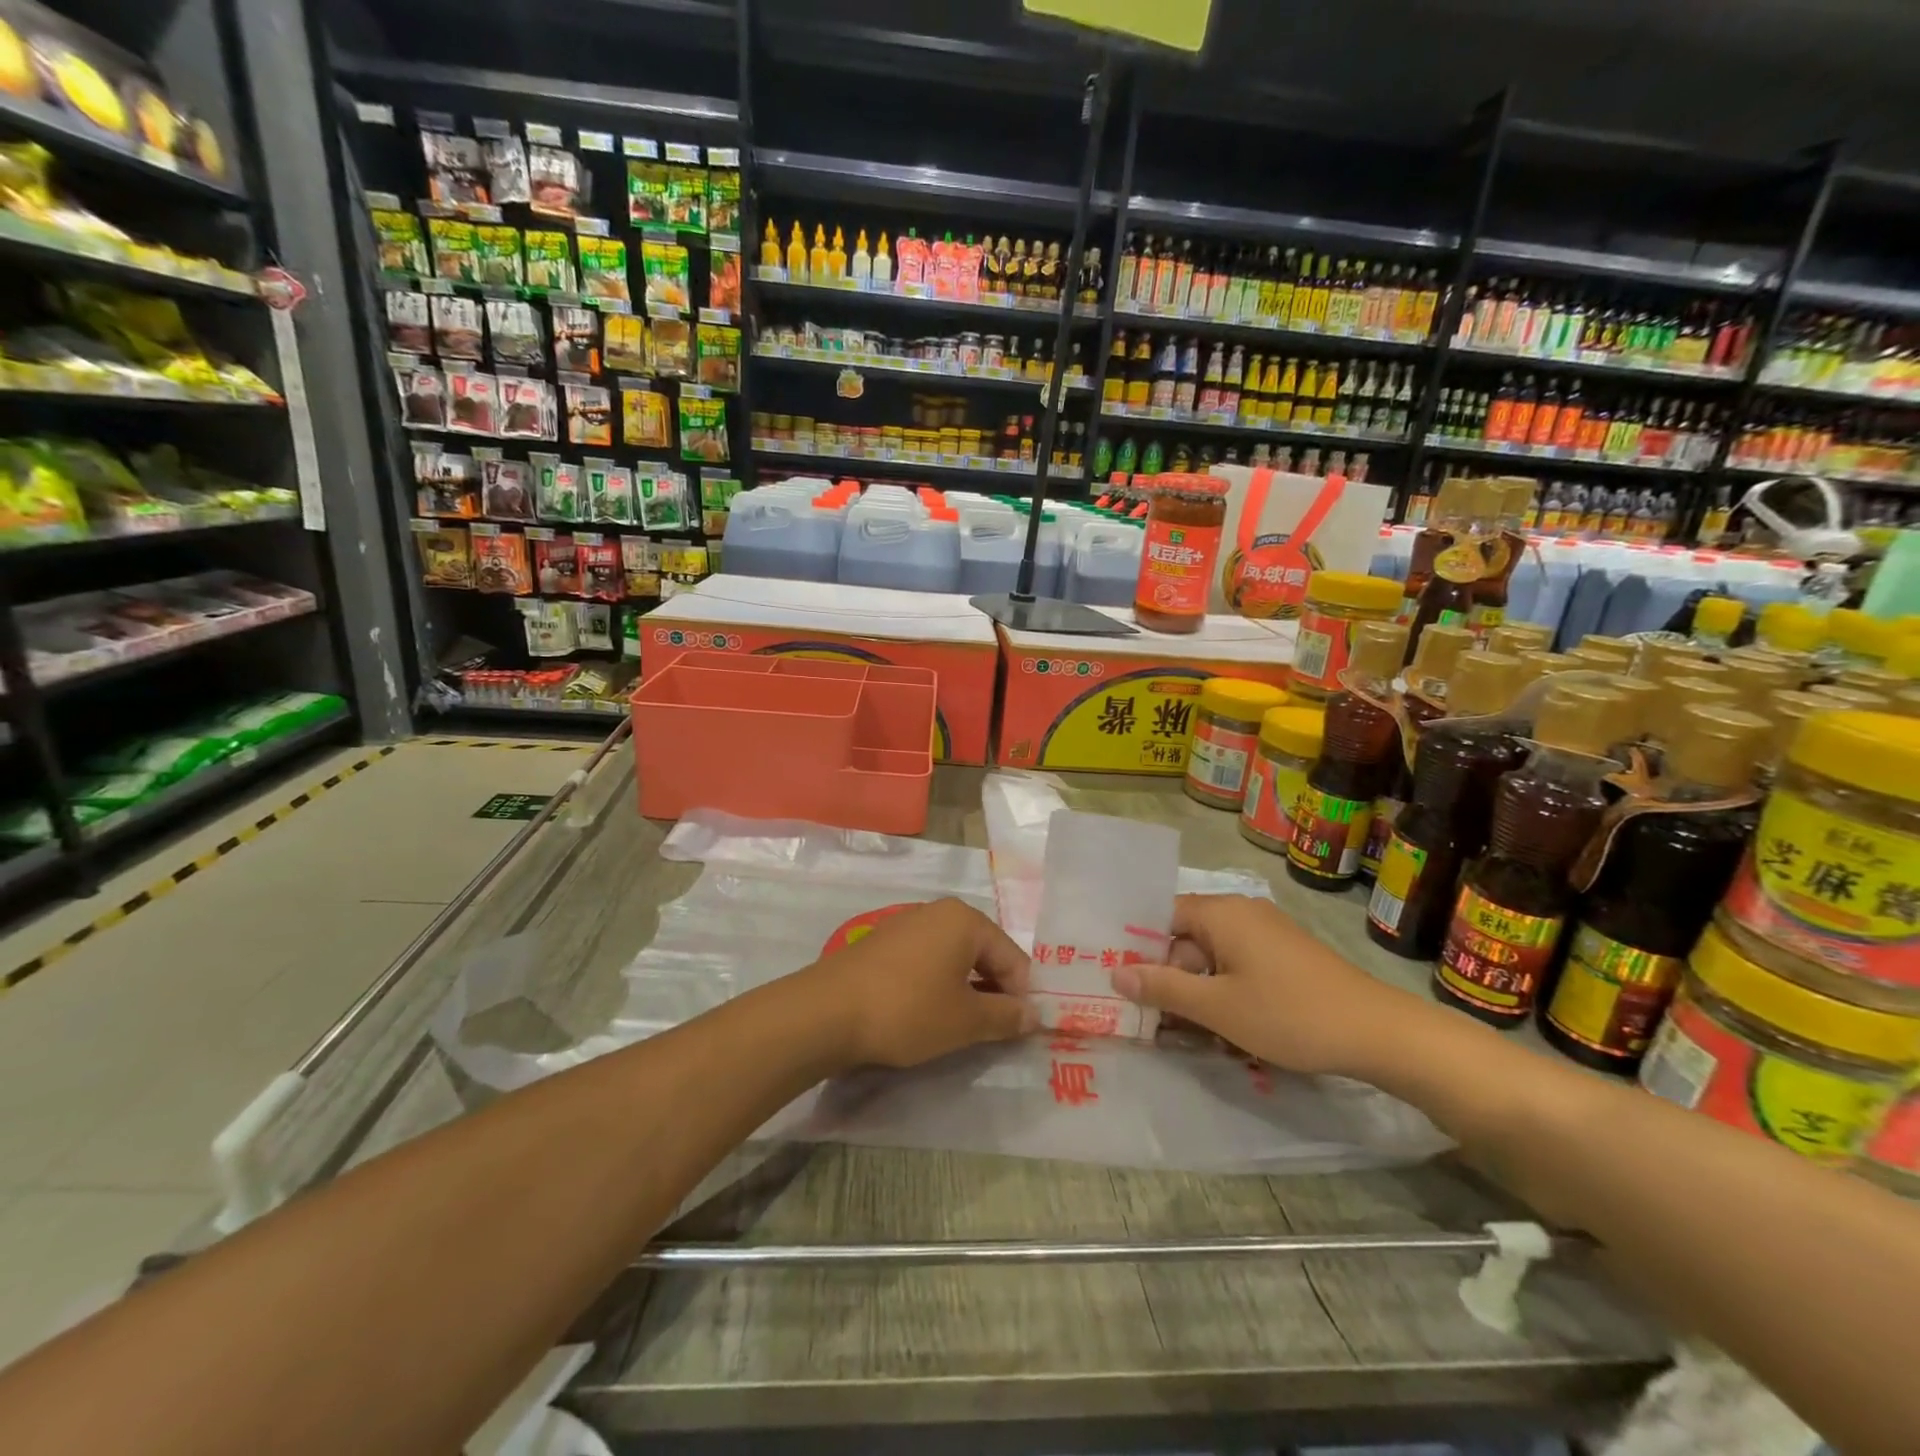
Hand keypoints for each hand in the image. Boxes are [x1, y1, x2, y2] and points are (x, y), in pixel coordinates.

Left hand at [806, 898, 1036, 1068]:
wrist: (826, 1012)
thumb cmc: (907, 1011)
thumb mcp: (965, 1021)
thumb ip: (1006, 1016)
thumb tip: (1035, 1015)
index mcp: (965, 920)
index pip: (1013, 958)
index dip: (1022, 997)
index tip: (1020, 1032)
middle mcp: (938, 912)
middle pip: (984, 953)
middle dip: (994, 992)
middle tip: (994, 1033)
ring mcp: (907, 924)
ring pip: (954, 959)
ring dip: (965, 991)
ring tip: (961, 1028)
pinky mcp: (883, 943)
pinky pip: (926, 961)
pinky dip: (937, 986)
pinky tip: (927, 1014)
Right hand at [1110, 894, 1406, 1076]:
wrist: (1379, 1033)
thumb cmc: (1289, 1015)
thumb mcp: (1217, 1007)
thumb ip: (1163, 988)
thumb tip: (1115, 974)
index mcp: (1220, 912)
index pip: (1161, 916)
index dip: (1138, 947)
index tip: (1118, 979)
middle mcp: (1241, 912)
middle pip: (1185, 937)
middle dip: (1167, 976)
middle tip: (1149, 1018)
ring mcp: (1266, 933)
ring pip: (1211, 956)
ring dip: (1195, 989)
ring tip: (1182, 1030)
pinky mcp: (1284, 954)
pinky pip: (1237, 964)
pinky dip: (1222, 990)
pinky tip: (1222, 1026)